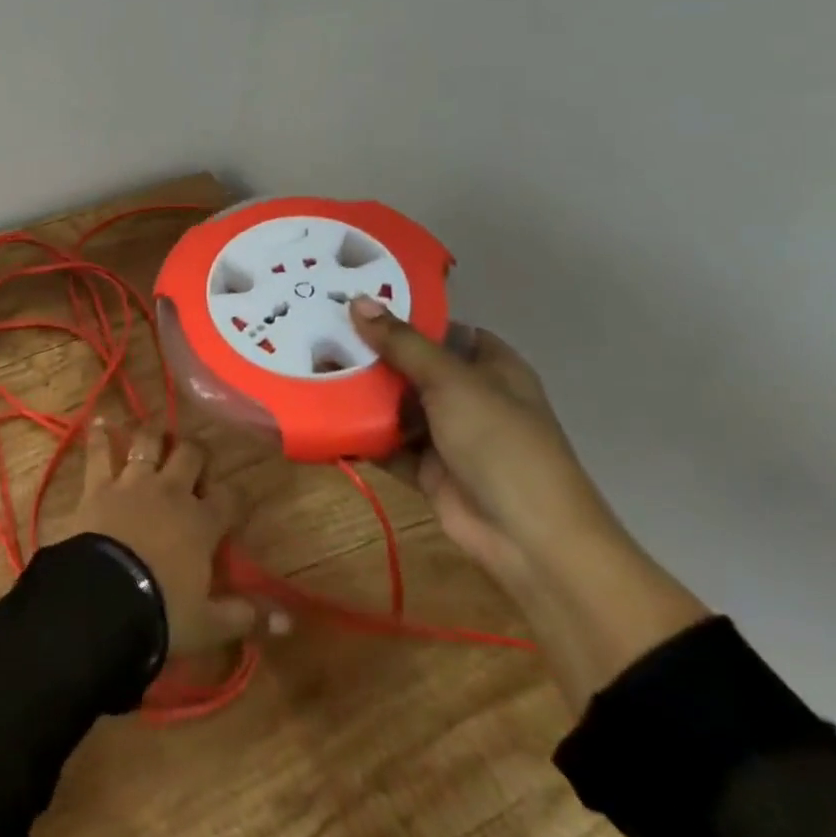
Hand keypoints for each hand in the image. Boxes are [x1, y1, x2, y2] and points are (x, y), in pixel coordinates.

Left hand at [66, 421, 271, 655]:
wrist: (105, 598)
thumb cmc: (162, 611)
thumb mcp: (210, 624)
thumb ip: (246, 616)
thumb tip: (288, 620)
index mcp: (201, 523)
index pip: (231, 499)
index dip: (238, 495)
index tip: (241, 496)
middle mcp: (170, 491)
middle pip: (190, 455)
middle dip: (196, 452)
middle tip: (196, 456)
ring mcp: (133, 483)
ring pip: (147, 444)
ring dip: (153, 434)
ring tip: (156, 430)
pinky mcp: (99, 484)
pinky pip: (99, 452)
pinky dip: (99, 435)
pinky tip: (99, 420)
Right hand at [349, 297, 710, 708]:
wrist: (529, 539)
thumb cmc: (501, 443)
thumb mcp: (452, 381)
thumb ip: (402, 343)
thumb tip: (357, 300)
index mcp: (489, 366)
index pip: (440, 327)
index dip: (401, 312)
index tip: (351, 297)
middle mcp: (467, 394)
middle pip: (409, 363)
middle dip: (368, 351)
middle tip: (312, 327)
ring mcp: (446, 432)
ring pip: (393, 402)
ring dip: (357, 391)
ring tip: (305, 364)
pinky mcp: (425, 466)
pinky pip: (384, 441)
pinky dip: (357, 431)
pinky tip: (318, 412)